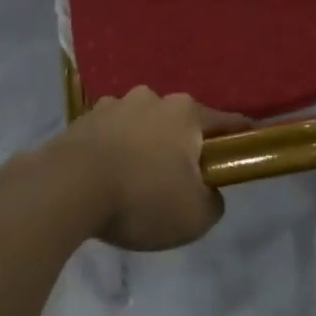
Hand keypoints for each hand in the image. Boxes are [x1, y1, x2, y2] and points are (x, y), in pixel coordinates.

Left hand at [50, 88, 239, 250]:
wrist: (67, 188)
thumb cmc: (142, 197)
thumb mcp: (195, 216)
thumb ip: (213, 201)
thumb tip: (207, 191)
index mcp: (186, 113)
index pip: (225, 122)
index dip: (240, 137)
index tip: (248, 146)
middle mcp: (152, 98)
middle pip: (179, 122)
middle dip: (182, 145)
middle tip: (180, 180)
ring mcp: (114, 105)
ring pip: (142, 125)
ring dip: (145, 145)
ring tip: (136, 181)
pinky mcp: (83, 119)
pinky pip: (110, 135)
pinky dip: (114, 150)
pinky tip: (107, 177)